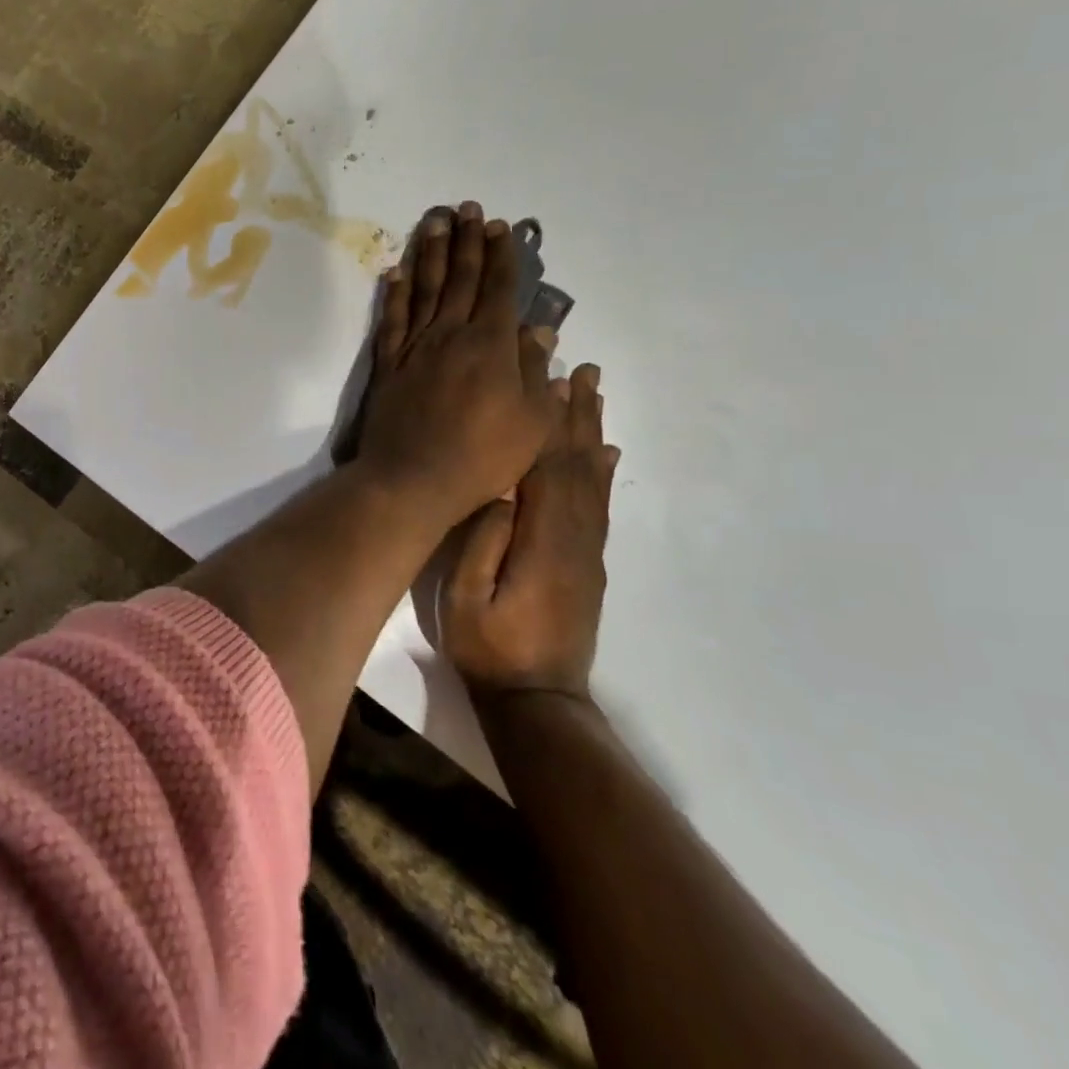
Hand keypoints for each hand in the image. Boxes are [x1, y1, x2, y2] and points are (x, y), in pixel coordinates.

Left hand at [356, 202, 561, 527]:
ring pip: (424, 288)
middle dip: (467, 240)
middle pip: (461, 277)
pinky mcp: (388, 362)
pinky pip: (391, 318)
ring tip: (435, 221)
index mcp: (491, 345)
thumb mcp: (532, 423)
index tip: (501, 227)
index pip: (500, 289)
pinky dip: (394, 292)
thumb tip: (539, 331)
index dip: (502, 256)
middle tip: (467, 208)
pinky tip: (394, 272)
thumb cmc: (483, 457)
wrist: (413, 478)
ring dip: (430, 252)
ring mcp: (415, 346)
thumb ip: (535, 372)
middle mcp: (451, 334)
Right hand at [439, 362, 618, 695]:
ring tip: (592, 393)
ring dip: (591, 431)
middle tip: (582, 368)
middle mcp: (576, 536)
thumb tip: (501, 492)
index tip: (549, 378)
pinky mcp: (589, 563)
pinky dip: (602, 471)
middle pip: (577, 463)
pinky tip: (604, 452)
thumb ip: (483, 544)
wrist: (538, 700)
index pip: (548, 467)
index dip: (548, 420)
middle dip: (577, 413)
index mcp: (544, 540)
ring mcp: (587, 550)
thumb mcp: (464, 599)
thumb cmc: (490, 647)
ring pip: (592, 478)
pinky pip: (599, 505)